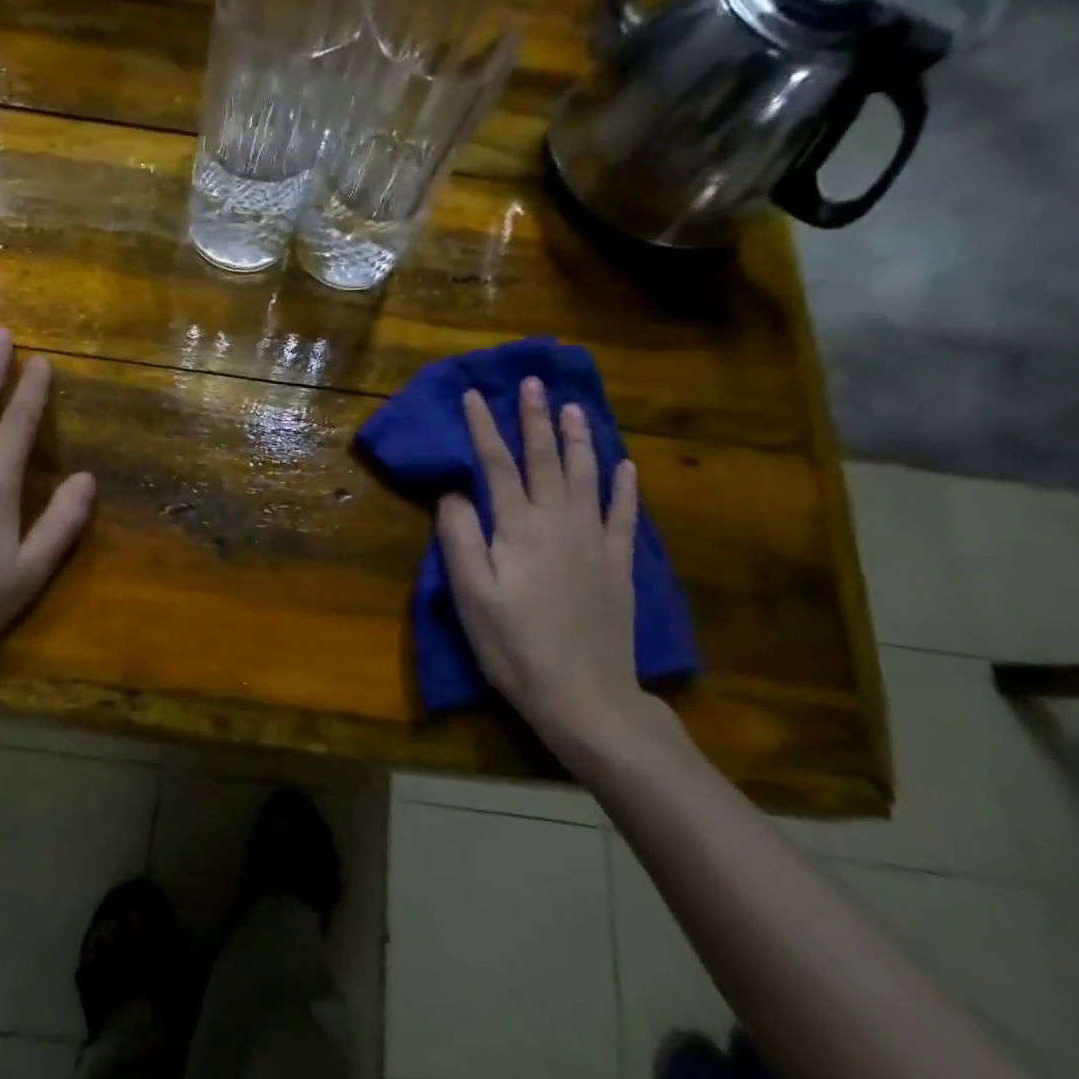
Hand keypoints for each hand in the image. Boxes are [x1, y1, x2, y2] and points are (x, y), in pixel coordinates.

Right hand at [436, 377, 675, 767]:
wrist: (585, 696)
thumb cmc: (514, 646)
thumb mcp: (471, 596)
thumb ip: (459, 537)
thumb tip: (453, 491)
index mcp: (517, 528)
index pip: (495, 465)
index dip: (483, 427)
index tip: (474, 395)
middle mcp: (558, 522)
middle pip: (544, 459)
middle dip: (535, 418)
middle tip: (533, 382)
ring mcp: (594, 541)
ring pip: (586, 476)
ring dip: (578, 439)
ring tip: (575, 407)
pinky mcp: (618, 564)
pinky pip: (624, 514)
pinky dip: (624, 486)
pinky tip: (625, 465)